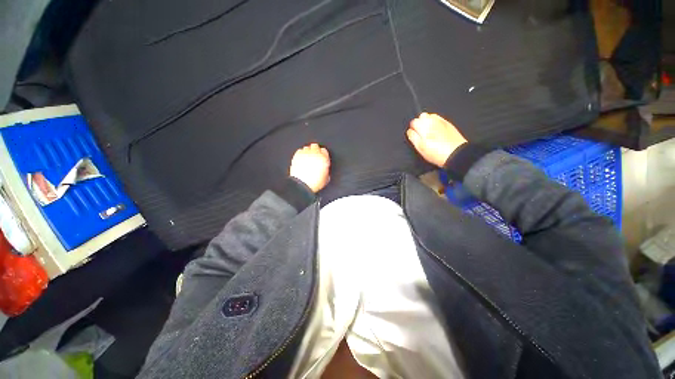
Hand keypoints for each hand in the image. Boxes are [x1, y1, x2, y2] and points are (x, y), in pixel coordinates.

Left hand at [290, 143, 330, 192]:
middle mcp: (314, 154)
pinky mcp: (297, 155)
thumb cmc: (315, 183)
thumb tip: (325, 168)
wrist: (302, 184)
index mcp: (324, 158)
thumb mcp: (326, 178)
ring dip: (308, 152)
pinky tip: (301, 159)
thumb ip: (326, 170)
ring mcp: (305, 153)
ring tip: (307, 158)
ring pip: (307, 148)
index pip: (324, 151)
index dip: (323, 154)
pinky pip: (300, 151)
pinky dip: (301, 154)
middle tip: (314, 157)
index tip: (321, 158)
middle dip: (315, 151)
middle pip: (315, 146)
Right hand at [406, 113, 467, 166]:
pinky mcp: (448, 123)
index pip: (413, 122)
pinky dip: (435, 122)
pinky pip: (438, 118)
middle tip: (421, 134)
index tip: (414, 135)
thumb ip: (413, 137)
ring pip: (430, 116)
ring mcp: (441, 121)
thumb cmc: (436, 153)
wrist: (455, 154)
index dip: (412, 129)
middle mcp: (432, 121)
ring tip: (428, 132)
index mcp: (423, 127)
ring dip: (427, 122)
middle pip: (421, 116)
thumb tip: (410, 131)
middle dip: (419, 123)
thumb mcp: (420, 148)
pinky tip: (436, 131)